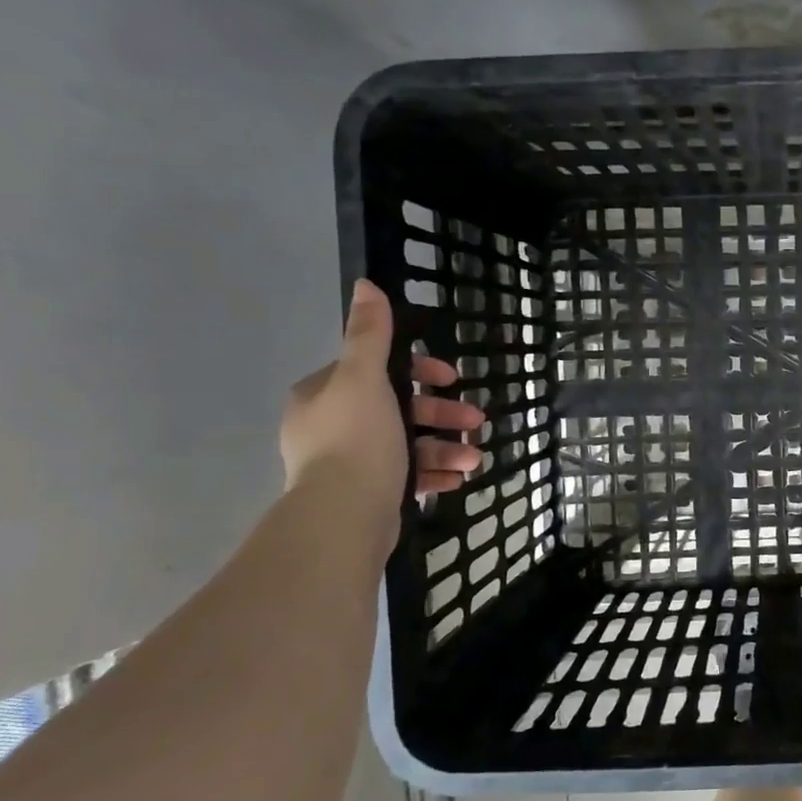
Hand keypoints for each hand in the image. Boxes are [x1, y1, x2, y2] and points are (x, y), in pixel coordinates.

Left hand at [281, 280, 484, 517]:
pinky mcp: (367, 493)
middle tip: (476, 421)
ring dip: (447, 448)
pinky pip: (407, 476)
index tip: (451, 379)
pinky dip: (435, 474)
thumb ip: (369, 334)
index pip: (377, 370)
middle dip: (442, 415)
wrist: (343, 515)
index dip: (420, 371)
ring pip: (408, 445)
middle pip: (399, 409)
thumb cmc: (357, 438)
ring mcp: (349, 463)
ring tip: (474, 459)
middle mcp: (331, 425)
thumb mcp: (365, 378)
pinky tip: (459, 479)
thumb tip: (366, 285)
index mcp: (325, 395)